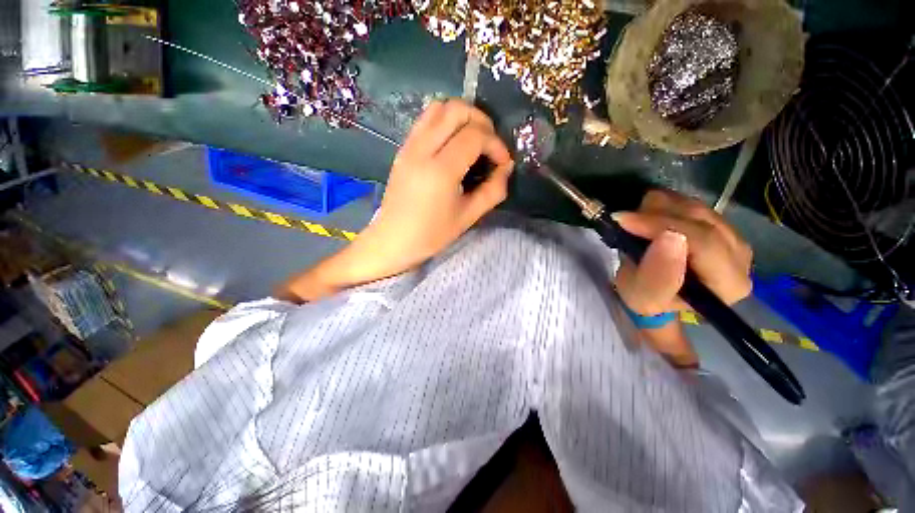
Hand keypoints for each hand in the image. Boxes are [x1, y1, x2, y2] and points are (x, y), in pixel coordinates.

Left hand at [350, 99, 513, 279]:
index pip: (475, 136)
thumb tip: (506, 167)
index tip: (503, 162)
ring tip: (473, 139)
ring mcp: (409, 146)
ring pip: (438, 107)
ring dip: (462, 116)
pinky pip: (425, 120)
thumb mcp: (468, 217)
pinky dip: (445, 121)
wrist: (393, 240)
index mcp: (440, 170)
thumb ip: (493, 190)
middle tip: (490, 144)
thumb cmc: (431, 235)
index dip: (496, 144)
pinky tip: (453, 144)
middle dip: (481, 121)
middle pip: (456, 109)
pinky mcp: (403, 149)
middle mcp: (422, 150)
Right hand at [613, 189, 753, 315]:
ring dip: (658, 209)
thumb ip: (658, 273)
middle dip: (656, 215)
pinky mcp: (720, 224)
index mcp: (728, 284)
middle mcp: (740, 258)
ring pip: (696, 206)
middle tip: (624, 220)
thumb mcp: (643, 295)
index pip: (703, 242)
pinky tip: (649, 217)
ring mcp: (733, 237)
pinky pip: (692, 203)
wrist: (652, 291)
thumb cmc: (646, 298)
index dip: (661, 226)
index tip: (624, 220)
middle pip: (701, 219)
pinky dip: (664, 205)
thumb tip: (670, 237)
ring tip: (635, 221)